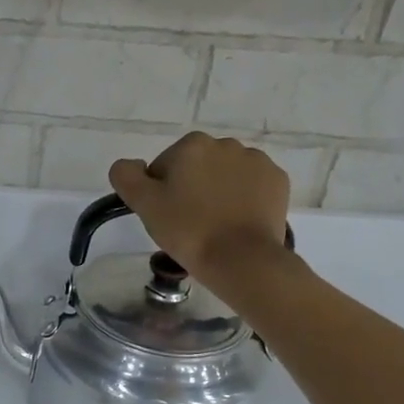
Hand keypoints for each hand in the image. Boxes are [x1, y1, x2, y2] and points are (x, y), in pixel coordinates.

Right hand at [108, 131, 292, 280]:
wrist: (241, 259)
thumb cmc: (188, 230)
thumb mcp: (144, 204)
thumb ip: (126, 176)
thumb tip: (129, 165)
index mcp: (192, 145)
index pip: (163, 167)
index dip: (160, 192)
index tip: (166, 216)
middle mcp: (226, 144)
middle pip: (196, 167)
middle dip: (191, 188)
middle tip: (188, 223)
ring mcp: (256, 161)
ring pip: (225, 175)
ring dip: (217, 191)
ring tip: (215, 224)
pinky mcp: (277, 181)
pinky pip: (251, 185)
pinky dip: (243, 198)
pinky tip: (237, 221)